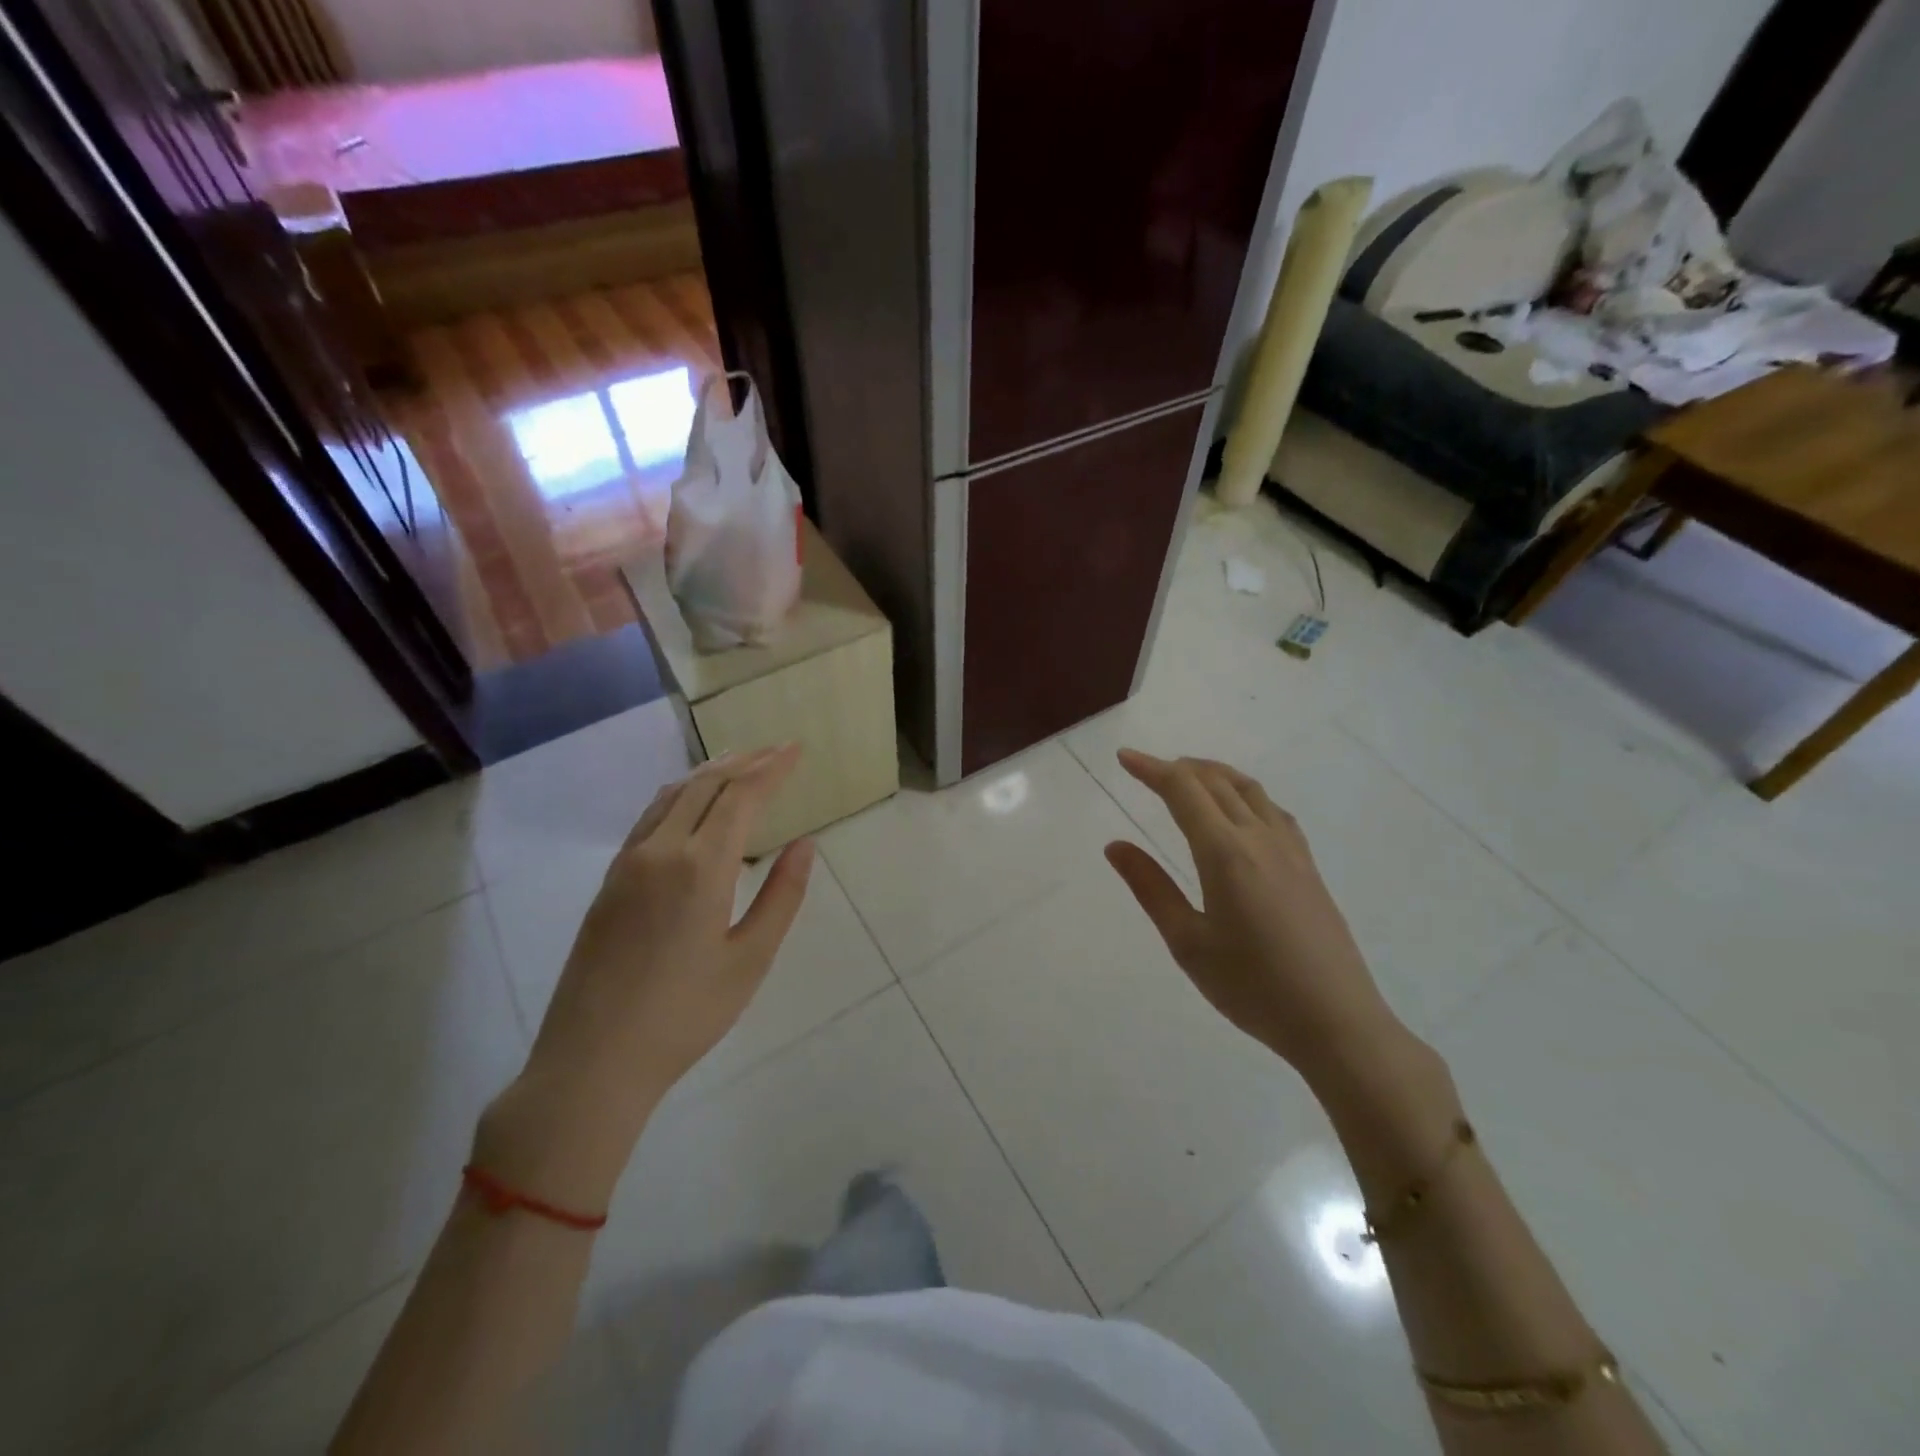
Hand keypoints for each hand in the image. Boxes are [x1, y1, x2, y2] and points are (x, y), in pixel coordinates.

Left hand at [480, 745, 813, 1208]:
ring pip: (672, 795)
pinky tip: (691, 804)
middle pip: (705, 785)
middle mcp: (660, 850)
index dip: (772, 768)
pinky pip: (650, 817)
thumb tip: (805, 845)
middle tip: (777, 750)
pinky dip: (680, 795)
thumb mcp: (750, 959)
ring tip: (740, 764)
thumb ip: (782, 896)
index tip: (796, 749)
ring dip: (710, 773)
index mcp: (700, 867)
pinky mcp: (609, 881)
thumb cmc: (685, 1015)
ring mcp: (628, 863)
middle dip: (745, 761)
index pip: (742, 796)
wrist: (592, 1060)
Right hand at [1103, 749, 1401, 1084]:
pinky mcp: (1308, 866)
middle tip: (1147, 769)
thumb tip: (1115, 845)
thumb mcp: (1187, 942)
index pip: (1183, 791)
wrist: (1336, 1021)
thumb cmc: (1252, 986)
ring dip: (1214, 774)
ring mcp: (1290, 850)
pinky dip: (1244, 793)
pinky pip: (1273, 810)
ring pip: (1249, 790)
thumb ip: (1150, 888)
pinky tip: (1240, 811)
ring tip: (1189, 777)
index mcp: (1225, 853)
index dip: (1152, 769)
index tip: (1125, 758)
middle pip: (1216, 782)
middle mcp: (1259, 838)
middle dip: (1178, 768)